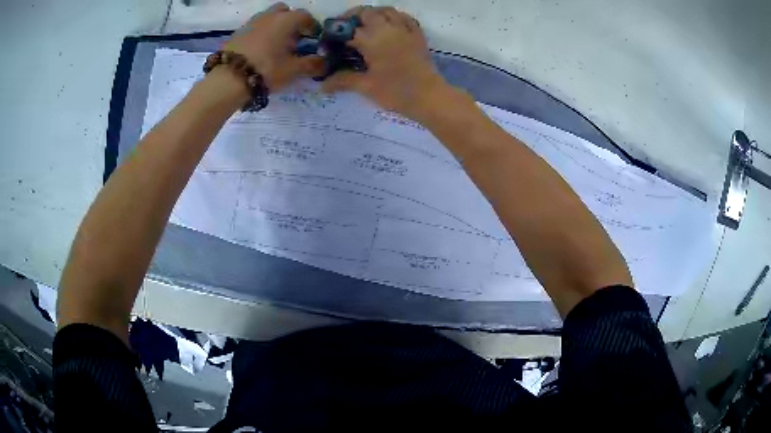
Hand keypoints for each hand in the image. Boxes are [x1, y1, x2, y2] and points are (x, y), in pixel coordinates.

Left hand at [223, 2, 324, 90]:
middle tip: (293, 38)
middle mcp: (269, 16)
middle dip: (291, 21)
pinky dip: (260, 34)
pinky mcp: (237, 33)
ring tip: (276, 46)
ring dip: (275, 26)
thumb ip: (312, 64)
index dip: (312, 26)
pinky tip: (259, 51)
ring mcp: (251, 23)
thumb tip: (325, 63)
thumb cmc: (266, 70)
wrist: (228, 79)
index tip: (314, 38)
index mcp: (286, 20)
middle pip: (284, 11)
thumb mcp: (293, 70)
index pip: (305, 16)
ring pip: (267, 18)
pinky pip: (254, 28)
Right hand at [321, 6, 450, 120]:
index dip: (335, 34)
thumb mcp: (366, 87)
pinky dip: (394, 17)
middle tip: (345, 31)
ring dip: (373, 14)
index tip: (329, 41)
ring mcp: (405, 30)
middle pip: (366, 12)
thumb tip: (323, 85)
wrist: (429, 97)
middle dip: (352, 18)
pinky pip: (405, 17)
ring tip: (365, 26)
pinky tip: (389, 26)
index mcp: (372, 40)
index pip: (348, 29)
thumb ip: (343, 81)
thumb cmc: (396, 92)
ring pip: (386, 10)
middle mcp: (388, 28)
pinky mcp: (418, 35)